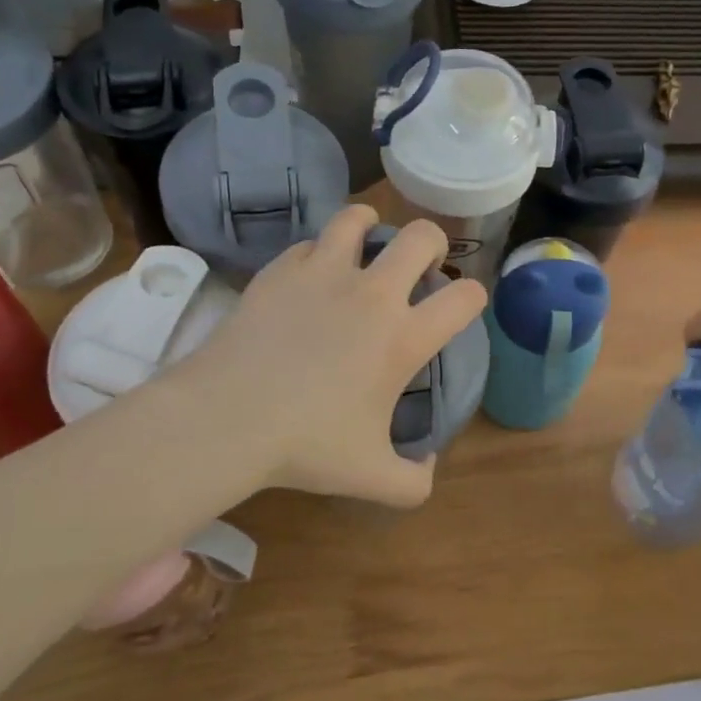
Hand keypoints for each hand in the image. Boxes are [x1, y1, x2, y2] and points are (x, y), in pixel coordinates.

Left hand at [166, 206, 486, 508]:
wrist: (227, 417)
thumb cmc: (305, 445)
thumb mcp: (370, 477)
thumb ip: (414, 481)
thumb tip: (430, 466)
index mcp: (403, 337)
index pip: (464, 298)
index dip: (473, 298)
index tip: (461, 306)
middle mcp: (373, 294)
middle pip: (422, 237)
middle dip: (432, 244)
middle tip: (419, 266)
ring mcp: (324, 273)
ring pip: (358, 219)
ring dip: (370, 226)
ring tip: (366, 242)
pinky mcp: (282, 270)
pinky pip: (310, 244)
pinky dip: (318, 254)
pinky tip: (310, 276)